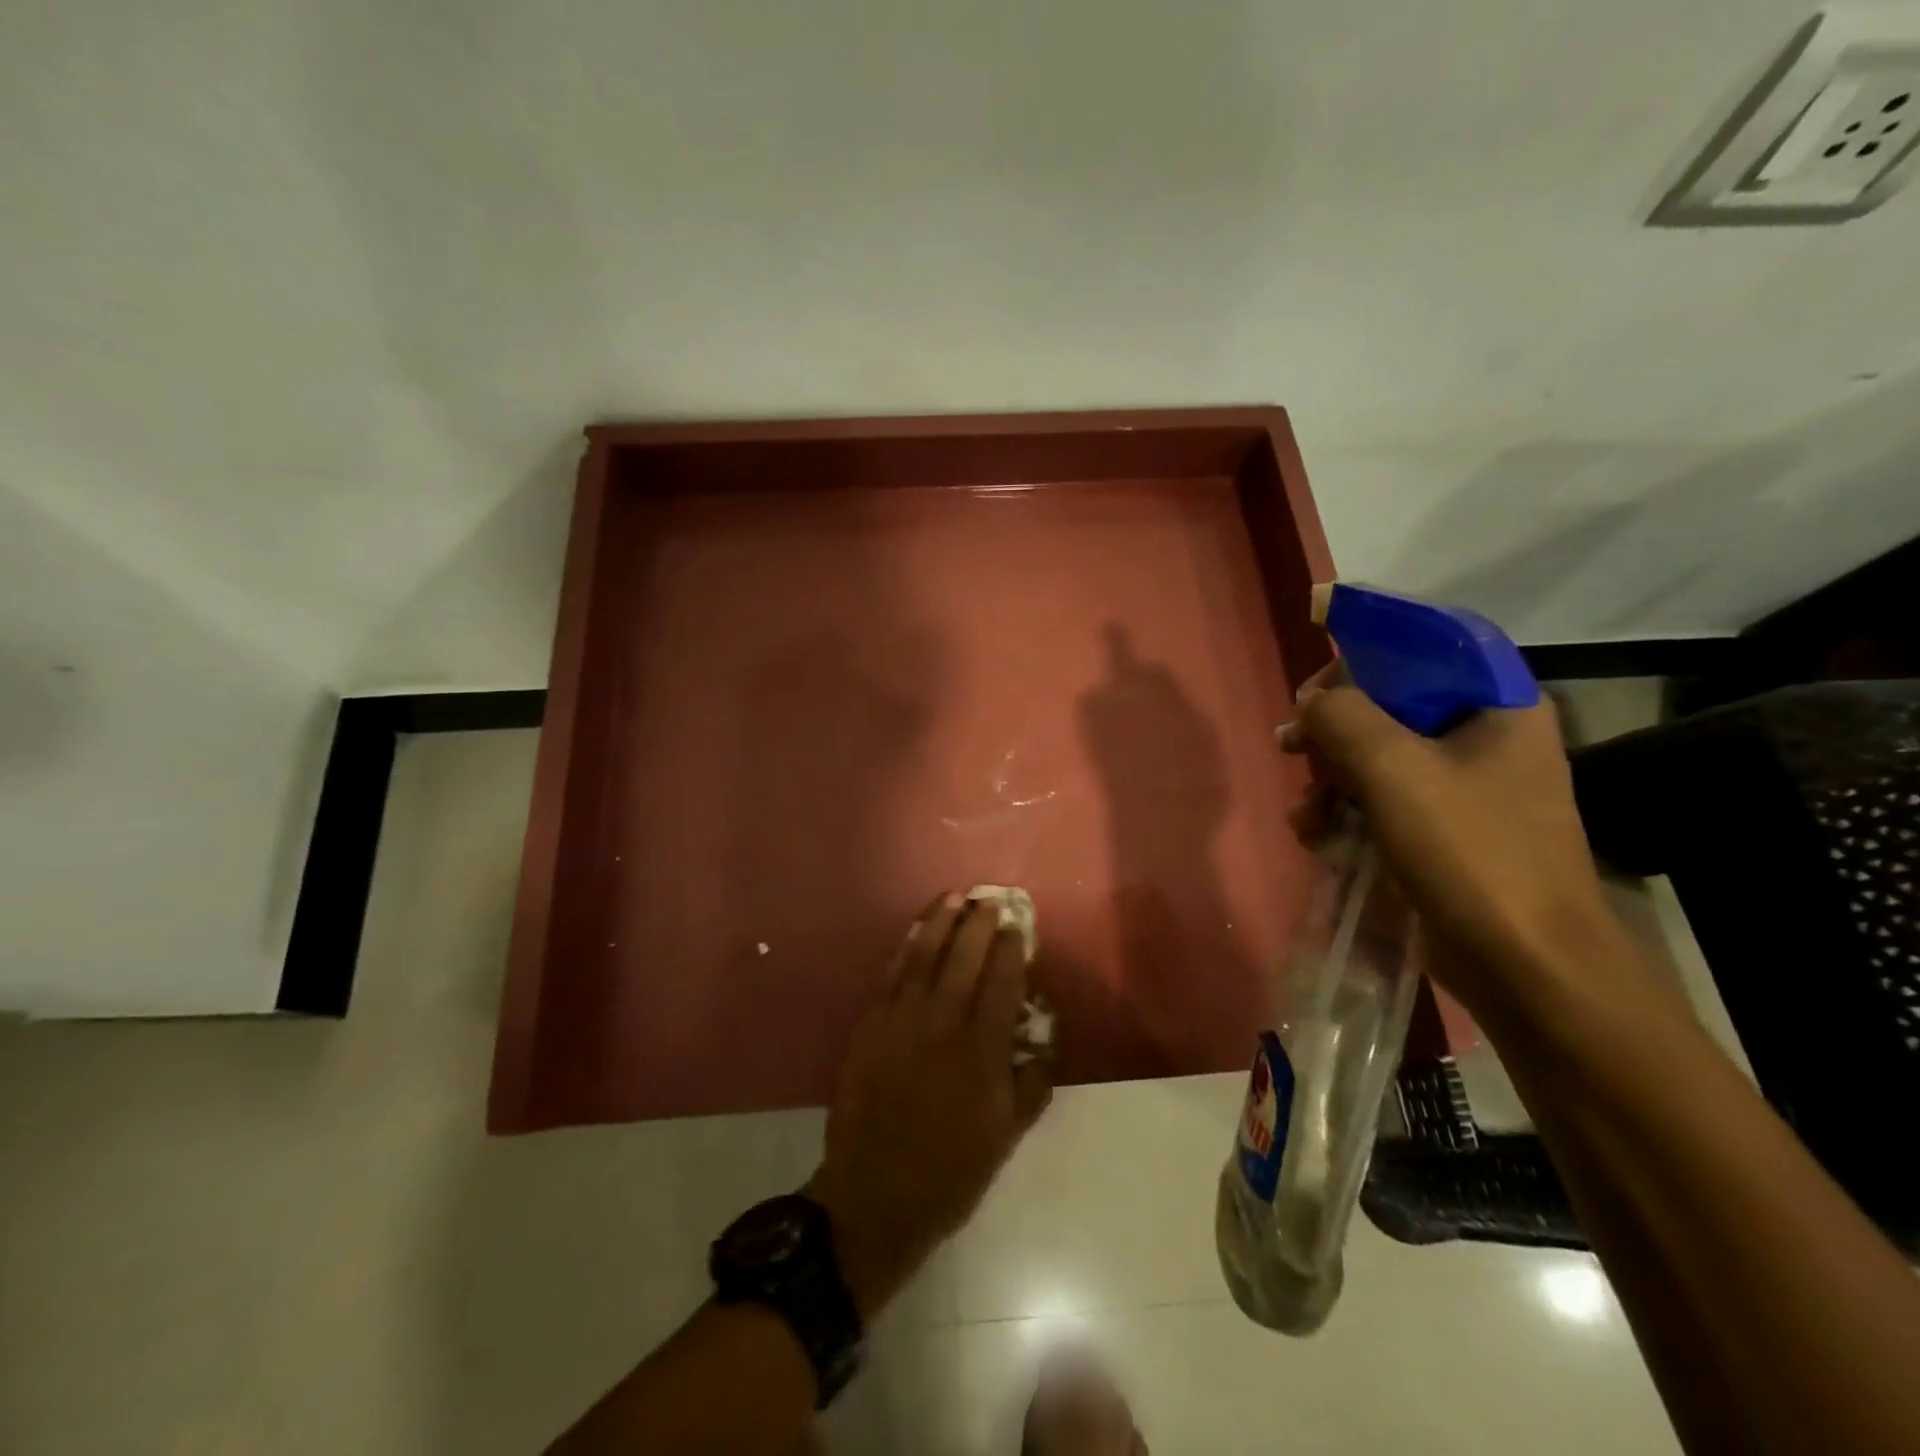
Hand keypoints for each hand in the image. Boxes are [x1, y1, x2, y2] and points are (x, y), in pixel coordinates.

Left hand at [806, 892, 1052, 1317]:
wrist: (875, 1195)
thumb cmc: (950, 1171)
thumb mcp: (1007, 1135)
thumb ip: (1031, 1082)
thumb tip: (1043, 1040)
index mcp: (982, 1051)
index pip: (1002, 983)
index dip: (1011, 949)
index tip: (1017, 925)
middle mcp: (943, 1024)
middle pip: (965, 958)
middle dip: (979, 923)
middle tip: (989, 898)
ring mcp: (901, 1021)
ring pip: (924, 956)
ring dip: (940, 922)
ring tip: (953, 896)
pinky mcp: (870, 1025)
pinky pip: (891, 975)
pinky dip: (906, 948)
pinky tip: (915, 931)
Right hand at [1281, 665, 1652, 1023]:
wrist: (1526, 967)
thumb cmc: (1469, 852)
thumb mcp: (1394, 769)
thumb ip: (1342, 717)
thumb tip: (1311, 704)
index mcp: (1499, 707)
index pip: (1427, 649)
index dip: (1364, 656)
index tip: (1313, 687)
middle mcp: (1489, 739)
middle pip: (1394, 706)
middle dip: (1333, 730)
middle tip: (1290, 746)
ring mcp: (1471, 790)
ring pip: (1382, 758)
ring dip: (1331, 780)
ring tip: (1304, 813)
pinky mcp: (1449, 833)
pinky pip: (1386, 801)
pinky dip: (1347, 813)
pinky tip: (1317, 837)